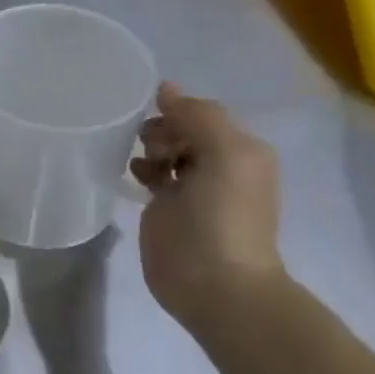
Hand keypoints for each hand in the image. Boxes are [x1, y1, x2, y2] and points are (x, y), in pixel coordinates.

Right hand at [131, 82, 284, 331]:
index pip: (201, 112)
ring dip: (147, 148)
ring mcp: (192, 187)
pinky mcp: (166, 208)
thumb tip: (165, 89)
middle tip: (151, 149)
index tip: (154, 121)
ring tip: (143, 166)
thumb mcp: (225, 154)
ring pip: (163, 148)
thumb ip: (198, 116)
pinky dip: (139, 168)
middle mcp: (220, 164)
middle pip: (180, 127)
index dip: (176, 111)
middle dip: (160, 129)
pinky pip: (150, 173)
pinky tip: (133, 177)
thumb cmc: (223, 217)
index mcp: (241, 149)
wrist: (215, 284)